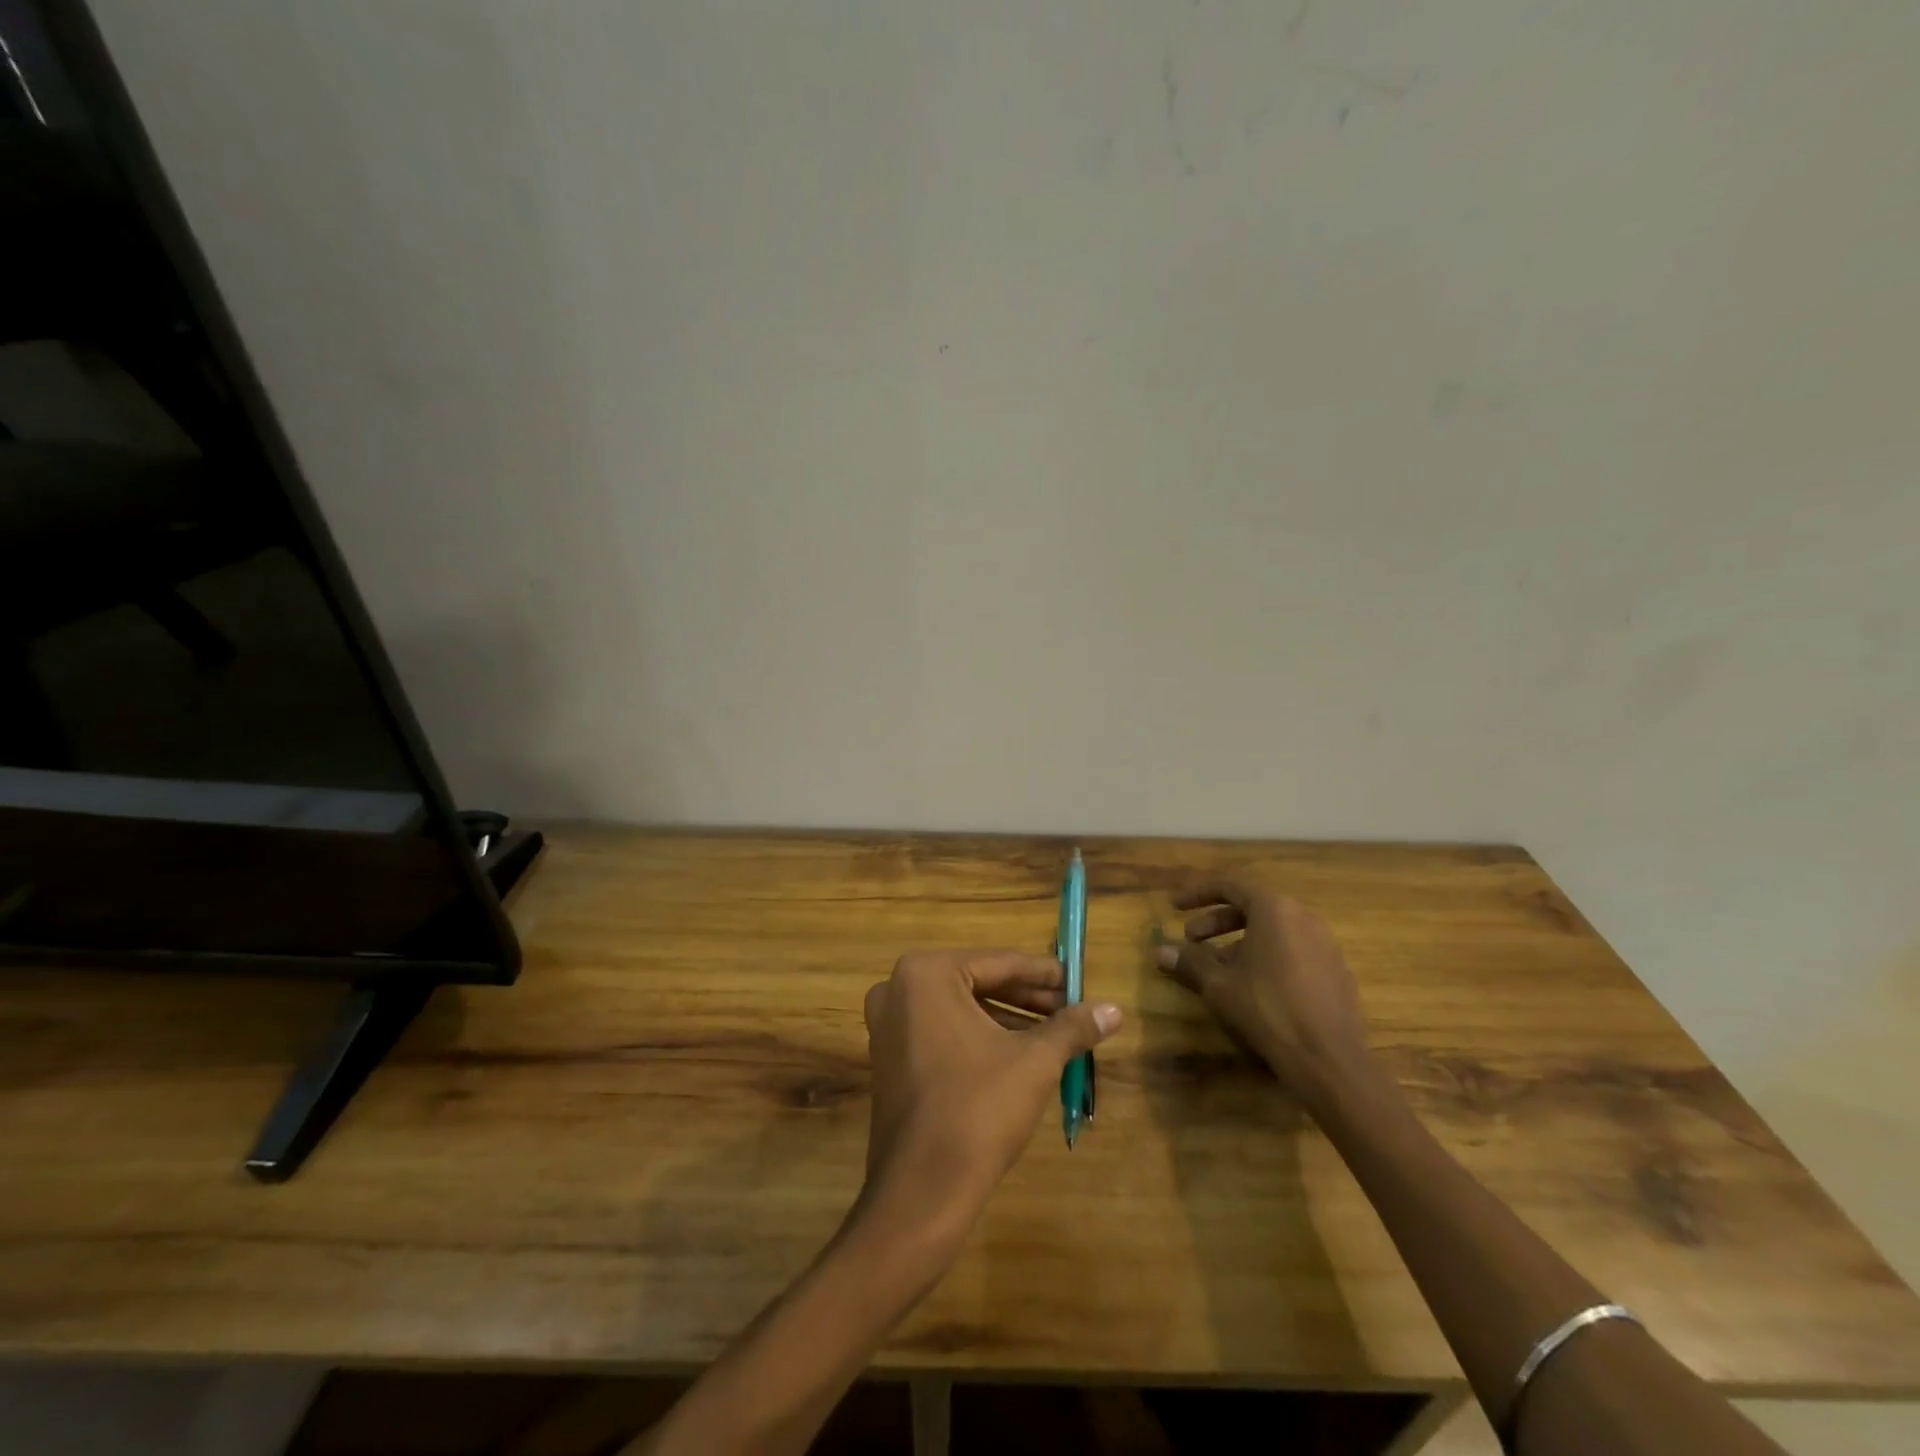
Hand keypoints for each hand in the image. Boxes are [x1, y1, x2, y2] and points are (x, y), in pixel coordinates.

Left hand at [860, 949, 1119, 1240]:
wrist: (922, 1191)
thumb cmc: (978, 1109)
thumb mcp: (1034, 1061)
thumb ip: (1072, 1027)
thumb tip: (1115, 1009)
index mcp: (926, 973)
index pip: (1000, 962)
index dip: (1045, 974)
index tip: (1079, 982)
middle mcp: (898, 988)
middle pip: (979, 983)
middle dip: (1028, 998)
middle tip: (1072, 1009)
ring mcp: (888, 1025)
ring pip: (962, 1009)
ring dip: (1008, 1019)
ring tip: (1055, 1034)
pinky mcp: (889, 1058)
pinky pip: (943, 1032)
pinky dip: (980, 1038)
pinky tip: (1019, 1055)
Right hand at [1156, 877, 1373, 1114]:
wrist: (1328, 1058)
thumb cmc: (1267, 1008)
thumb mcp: (1219, 984)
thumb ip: (1190, 961)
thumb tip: (1160, 951)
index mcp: (1274, 909)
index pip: (1229, 886)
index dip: (1197, 894)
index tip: (1175, 907)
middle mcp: (1303, 917)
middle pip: (1252, 907)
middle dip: (1217, 921)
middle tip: (1192, 940)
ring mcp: (1325, 943)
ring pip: (1273, 930)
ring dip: (1240, 941)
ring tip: (1219, 967)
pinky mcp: (1336, 970)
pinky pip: (1293, 950)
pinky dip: (1267, 956)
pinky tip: (1254, 986)